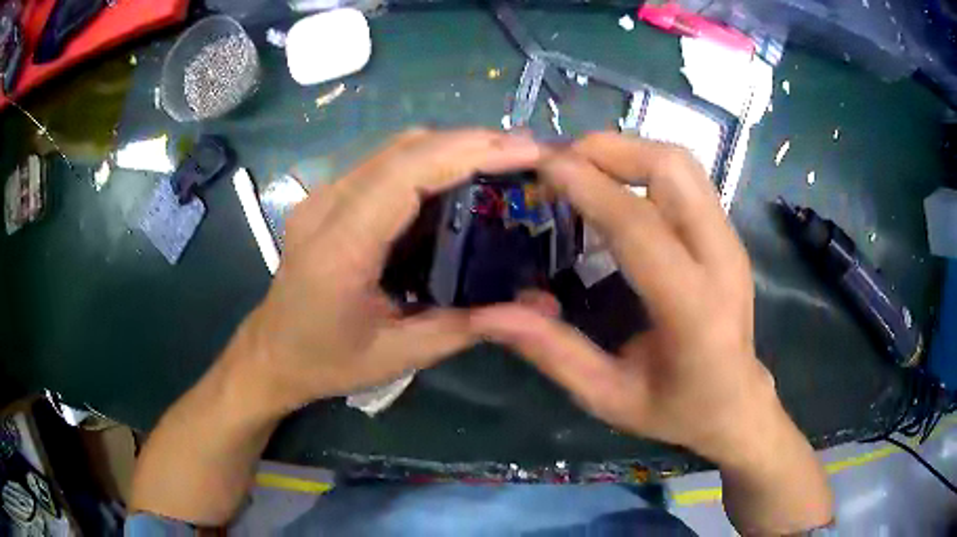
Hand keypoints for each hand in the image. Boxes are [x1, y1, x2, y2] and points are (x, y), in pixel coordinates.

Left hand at [228, 128, 540, 414]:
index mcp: (339, 248)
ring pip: (397, 147)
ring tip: (506, 162)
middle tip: (530, 154)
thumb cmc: (326, 362)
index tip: (528, 151)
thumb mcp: (399, 355)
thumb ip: (468, 327)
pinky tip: (462, 178)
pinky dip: (432, 160)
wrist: (271, 353)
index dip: (471, 152)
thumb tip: (539, 309)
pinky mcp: (329, 197)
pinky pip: (386, 162)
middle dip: (474, 142)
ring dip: (454, 146)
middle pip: (405, 148)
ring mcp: (323, 195)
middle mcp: (326, 206)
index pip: (407, 175)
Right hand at [471, 133, 772, 461]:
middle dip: (609, 150)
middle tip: (558, 165)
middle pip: (671, 168)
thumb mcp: (608, 398)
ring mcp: (730, 241)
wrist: (738, 404)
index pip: (639, 225)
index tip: (539, 165)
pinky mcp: (728, 234)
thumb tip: (488, 315)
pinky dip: (642, 167)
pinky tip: (613, 190)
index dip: (586, 185)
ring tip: (581, 170)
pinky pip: (685, 178)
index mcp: (694, 310)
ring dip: (627, 151)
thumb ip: (553, 353)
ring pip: (681, 163)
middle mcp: (722, 259)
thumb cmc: (677, 410)